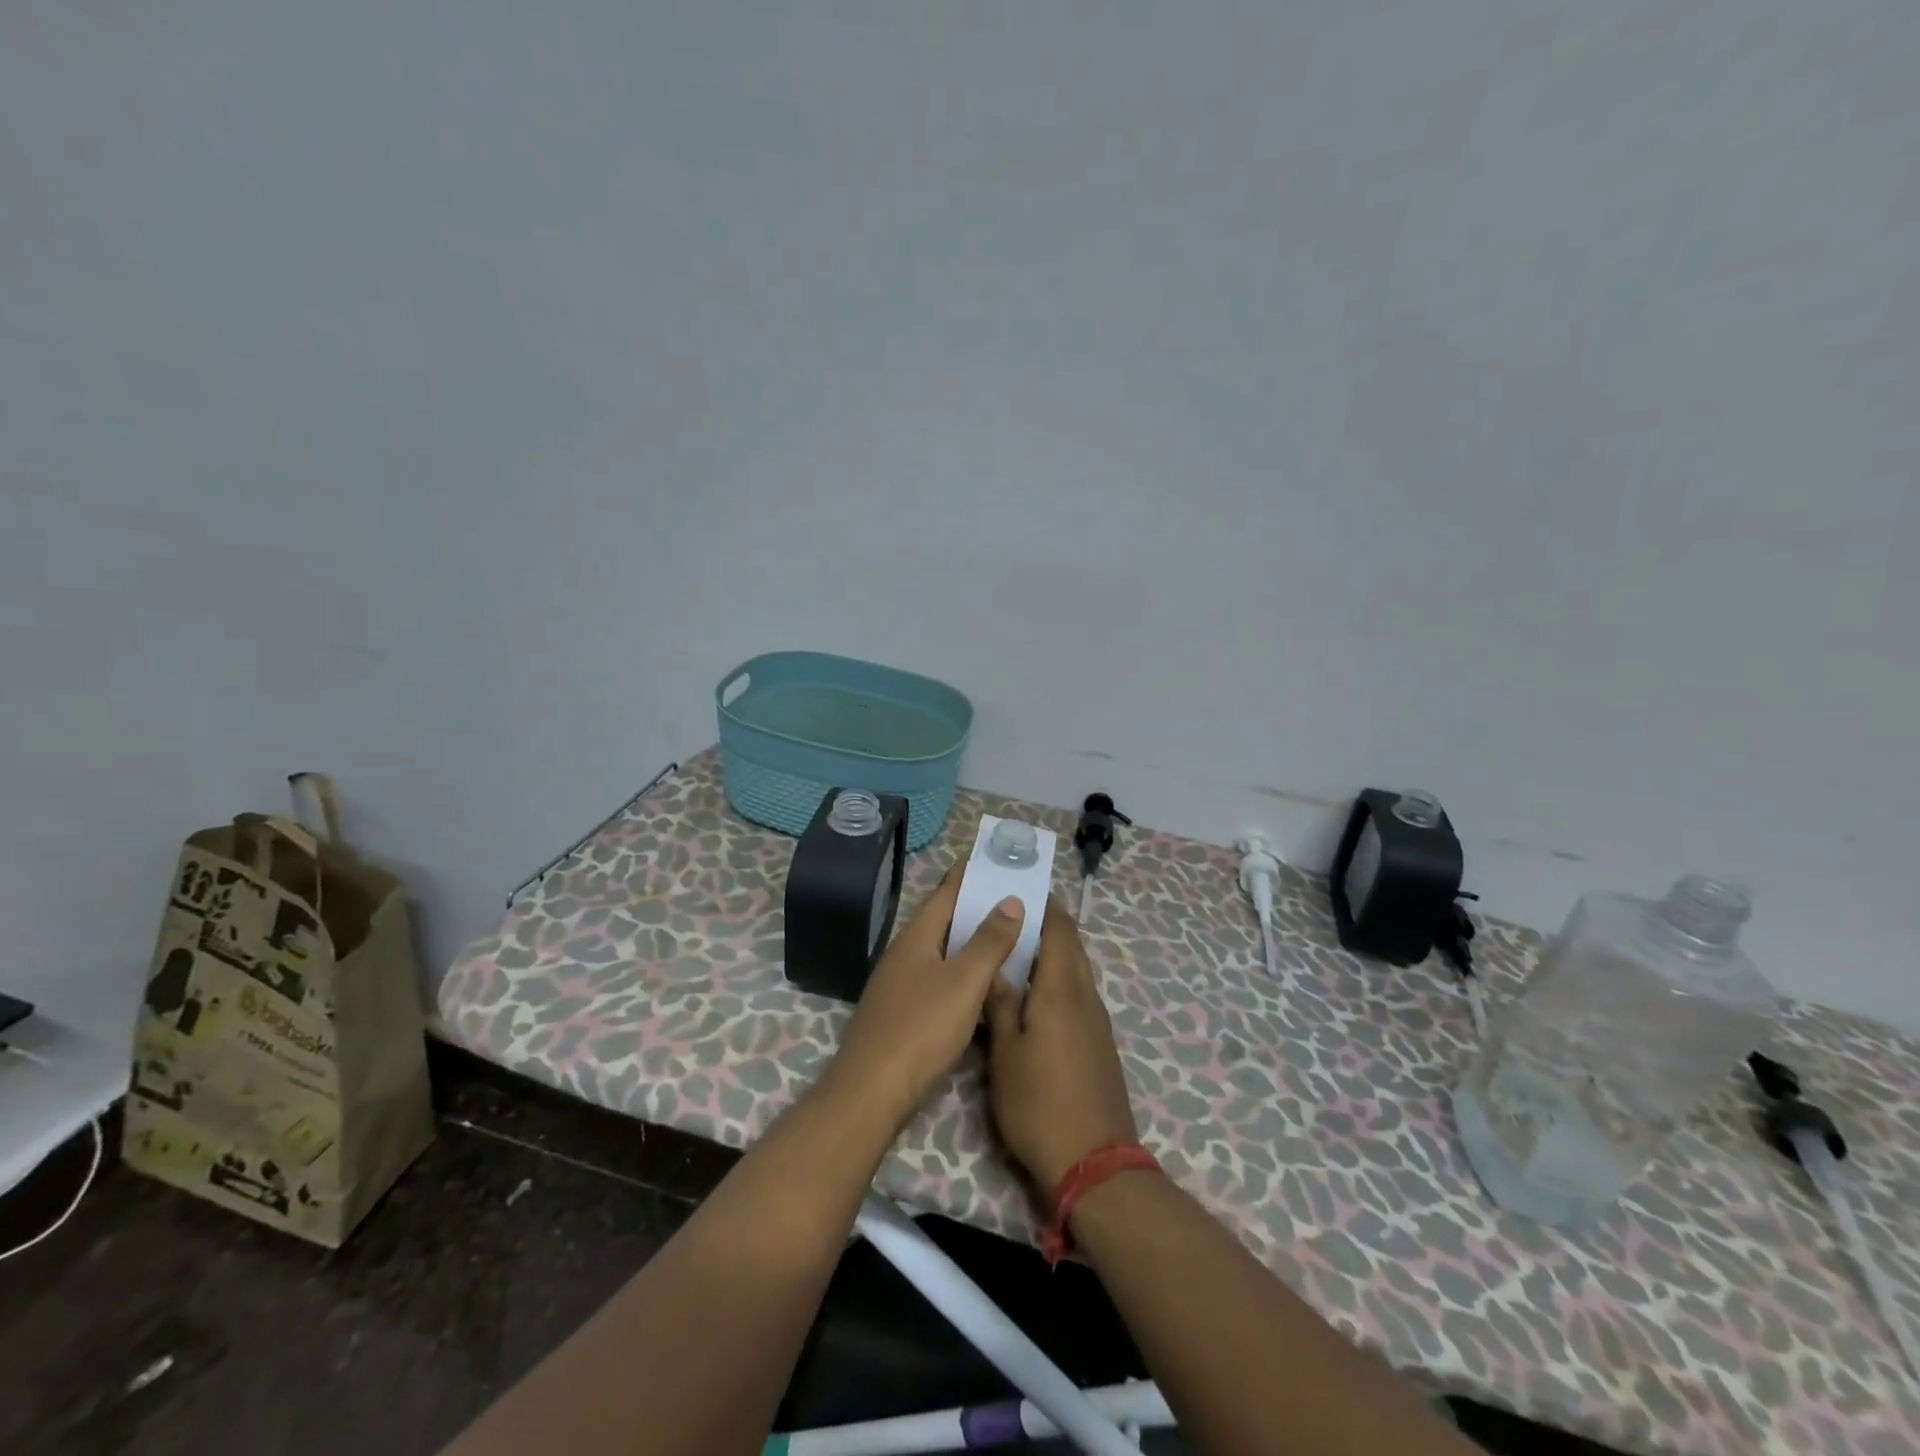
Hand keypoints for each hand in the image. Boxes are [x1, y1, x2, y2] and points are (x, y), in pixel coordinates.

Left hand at [830, 867, 1025, 1133]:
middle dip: (979, 907)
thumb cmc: (921, 1028)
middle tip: (1018, 899)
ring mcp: (902, 984)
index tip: (998, 857)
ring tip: (1011, 937)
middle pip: (946, 920)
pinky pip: (941, 979)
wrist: (872, 1091)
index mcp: (917, 936)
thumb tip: (1010, 900)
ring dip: (974, 943)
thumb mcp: (964, 982)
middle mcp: (906, 953)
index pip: (947, 891)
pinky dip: (966, 974)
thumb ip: (989, 941)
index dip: (972, 873)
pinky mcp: (904, 1013)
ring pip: (944, 952)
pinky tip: (987, 986)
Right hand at [985, 897, 1137, 1192]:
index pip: (1060, 929)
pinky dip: (1058, 980)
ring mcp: (1097, 1021)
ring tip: (1014, 951)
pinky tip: (1034, 995)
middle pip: (1071, 946)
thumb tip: (995, 966)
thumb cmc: (1039, 1103)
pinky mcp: (1100, 1043)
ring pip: (1075, 971)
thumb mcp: (1006, 1053)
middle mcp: (1086, 996)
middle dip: (1046, 925)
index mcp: (1062, 988)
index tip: (1019, 888)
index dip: (1044, 904)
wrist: (1094, 1164)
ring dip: (1051, 954)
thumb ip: (1000, 1004)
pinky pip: (1079, 994)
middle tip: (1008, 917)